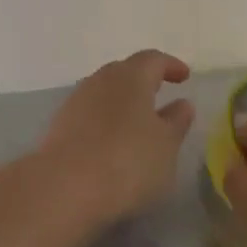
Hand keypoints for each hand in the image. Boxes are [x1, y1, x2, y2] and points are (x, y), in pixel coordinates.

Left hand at [37, 50, 194, 227]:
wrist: (64, 186)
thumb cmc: (127, 161)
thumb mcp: (165, 146)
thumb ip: (176, 122)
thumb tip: (182, 104)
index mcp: (131, 76)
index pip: (153, 59)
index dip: (170, 65)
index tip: (184, 76)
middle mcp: (102, 79)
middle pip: (126, 71)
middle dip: (144, 80)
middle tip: (160, 93)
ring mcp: (78, 99)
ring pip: (106, 90)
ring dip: (123, 100)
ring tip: (138, 120)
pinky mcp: (61, 123)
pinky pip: (91, 111)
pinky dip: (106, 118)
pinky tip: (113, 139)